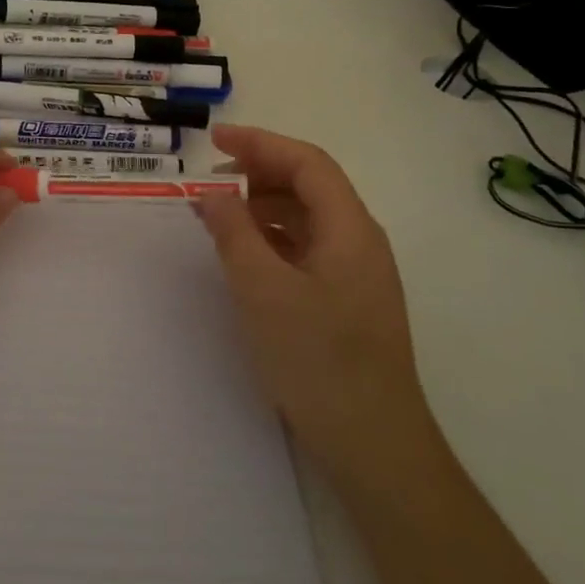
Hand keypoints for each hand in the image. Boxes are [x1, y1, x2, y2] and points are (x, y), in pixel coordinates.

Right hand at [196, 124, 426, 443]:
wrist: (373, 443)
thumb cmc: (318, 360)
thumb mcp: (263, 291)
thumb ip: (234, 233)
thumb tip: (213, 194)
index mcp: (350, 229)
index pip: (307, 162)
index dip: (260, 143)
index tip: (214, 140)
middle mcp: (359, 241)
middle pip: (310, 185)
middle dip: (259, 171)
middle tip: (211, 179)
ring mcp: (355, 272)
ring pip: (307, 217)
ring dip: (263, 205)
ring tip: (220, 214)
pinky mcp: (346, 299)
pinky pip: (306, 248)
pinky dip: (271, 238)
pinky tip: (245, 253)